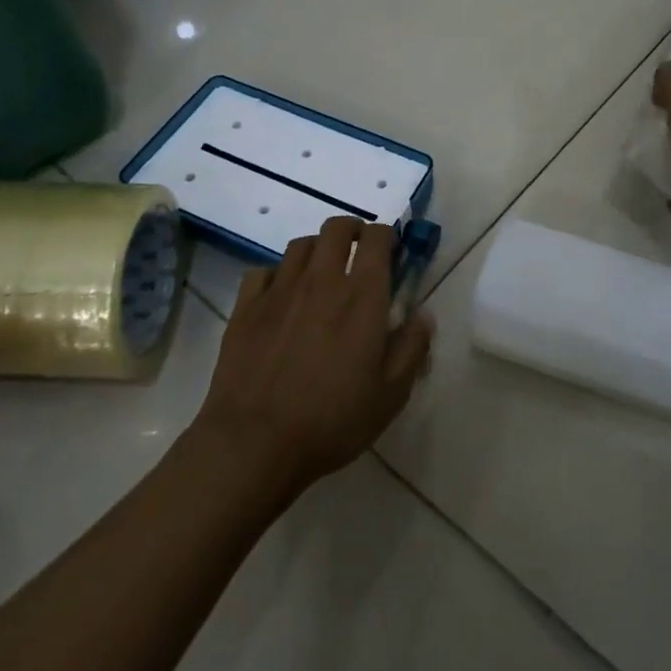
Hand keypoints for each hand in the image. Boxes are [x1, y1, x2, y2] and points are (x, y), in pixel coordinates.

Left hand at [195, 217, 433, 500]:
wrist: (255, 443)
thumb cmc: (332, 420)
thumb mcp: (390, 394)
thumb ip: (412, 348)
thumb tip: (424, 315)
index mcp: (362, 295)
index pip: (377, 238)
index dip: (387, 236)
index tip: (391, 253)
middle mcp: (322, 280)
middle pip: (337, 228)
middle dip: (353, 231)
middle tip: (358, 254)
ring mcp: (280, 290)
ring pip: (301, 244)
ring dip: (318, 250)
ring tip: (322, 272)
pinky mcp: (246, 306)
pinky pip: (263, 271)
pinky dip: (277, 275)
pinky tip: (281, 296)